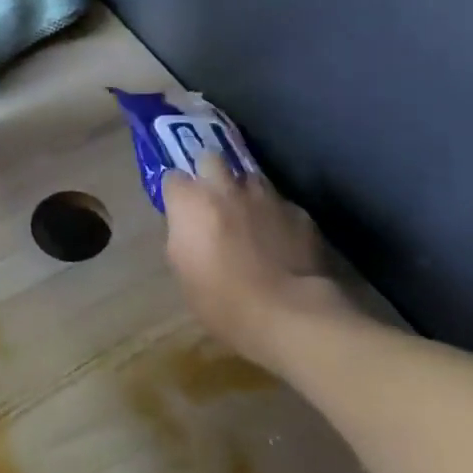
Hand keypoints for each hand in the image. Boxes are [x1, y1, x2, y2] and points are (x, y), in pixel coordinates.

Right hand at [162, 157, 342, 370]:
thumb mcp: (182, 269)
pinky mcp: (299, 212)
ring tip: (249, 216)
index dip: (177, 193)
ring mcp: (265, 197)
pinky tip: (281, 239)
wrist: (287, 313)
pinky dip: (276, 216)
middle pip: (211, 159)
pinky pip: (281, 205)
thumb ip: (182, 235)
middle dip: (209, 173)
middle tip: (212, 199)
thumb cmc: (220, 298)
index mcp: (190, 202)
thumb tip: (188, 226)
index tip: (179, 208)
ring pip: (250, 178)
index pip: (173, 178)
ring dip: (245, 192)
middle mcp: (225, 188)